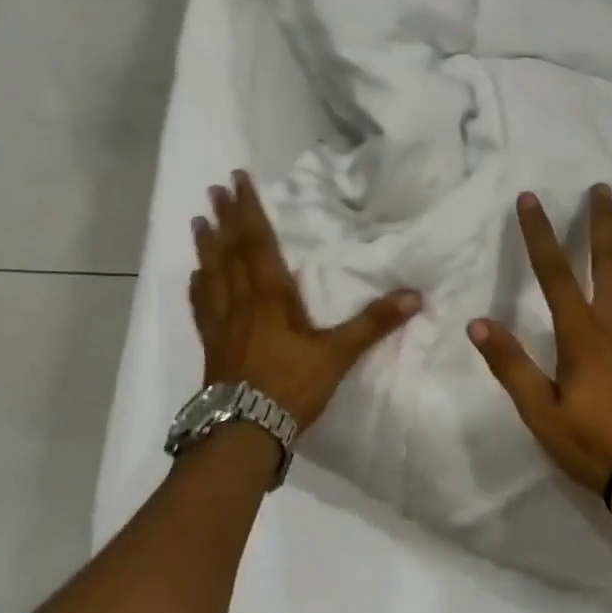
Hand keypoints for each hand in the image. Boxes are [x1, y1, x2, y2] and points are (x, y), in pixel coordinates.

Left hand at [190, 170, 421, 430]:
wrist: (244, 431)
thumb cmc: (291, 387)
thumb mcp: (338, 355)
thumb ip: (373, 324)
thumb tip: (415, 296)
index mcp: (270, 296)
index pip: (258, 242)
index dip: (249, 210)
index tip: (238, 180)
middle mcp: (241, 301)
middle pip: (230, 251)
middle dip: (225, 218)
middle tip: (215, 190)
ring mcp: (221, 323)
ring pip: (211, 273)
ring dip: (206, 245)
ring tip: (199, 221)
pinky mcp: (212, 344)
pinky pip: (202, 306)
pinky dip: (199, 286)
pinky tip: (196, 277)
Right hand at [469, 186, 611, 493]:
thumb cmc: (593, 444)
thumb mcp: (540, 412)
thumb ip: (510, 365)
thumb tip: (478, 323)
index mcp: (582, 333)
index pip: (554, 272)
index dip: (539, 233)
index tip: (530, 199)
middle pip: (610, 260)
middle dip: (602, 222)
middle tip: (601, 189)